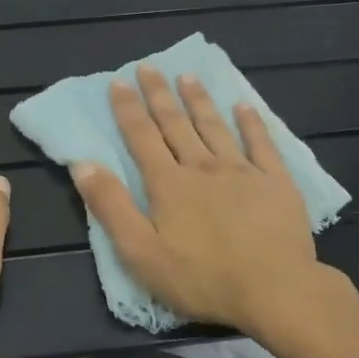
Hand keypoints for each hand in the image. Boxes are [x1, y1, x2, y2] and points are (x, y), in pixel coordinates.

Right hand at [72, 65, 327, 336]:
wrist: (275, 291)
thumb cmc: (202, 278)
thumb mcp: (140, 252)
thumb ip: (111, 206)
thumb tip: (83, 164)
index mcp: (168, 184)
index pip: (141, 137)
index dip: (128, 109)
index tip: (118, 81)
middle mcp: (202, 167)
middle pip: (175, 124)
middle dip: (159, 94)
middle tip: (148, 66)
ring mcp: (242, 171)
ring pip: (214, 127)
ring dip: (198, 100)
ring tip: (187, 76)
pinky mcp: (276, 183)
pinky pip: (262, 144)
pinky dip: (252, 123)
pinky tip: (244, 106)